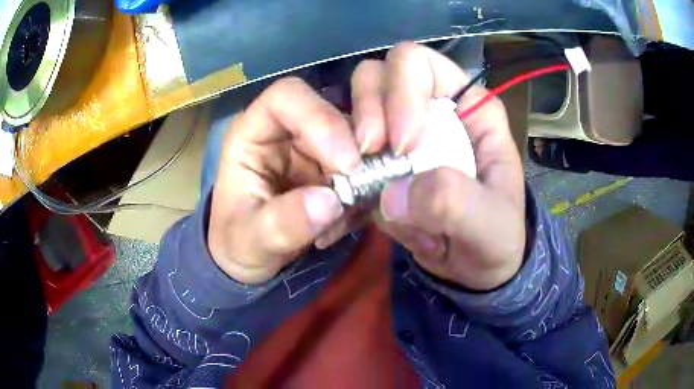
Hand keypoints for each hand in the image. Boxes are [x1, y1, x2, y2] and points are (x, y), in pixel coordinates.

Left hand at [207, 78, 361, 283]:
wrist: (249, 259)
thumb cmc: (237, 242)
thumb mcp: (251, 240)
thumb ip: (283, 223)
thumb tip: (330, 201)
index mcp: (253, 134)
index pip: (288, 96)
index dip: (321, 118)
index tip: (347, 163)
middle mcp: (287, 132)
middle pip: (333, 112)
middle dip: (357, 147)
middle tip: (369, 185)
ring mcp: (313, 149)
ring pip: (356, 138)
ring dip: (365, 175)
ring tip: (350, 216)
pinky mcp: (332, 170)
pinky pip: (364, 168)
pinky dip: (365, 194)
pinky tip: (346, 223)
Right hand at [353, 43, 525, 290]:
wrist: (473, 269)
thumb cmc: (494, 239)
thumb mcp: (489, 223)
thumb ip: (453, 201)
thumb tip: (392, 193)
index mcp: (469, 107)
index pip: (421, 64)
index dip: (403, 91)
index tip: (402, 144)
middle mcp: (431, 110)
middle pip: (378, 75)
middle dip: (368, 112)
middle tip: (369, 156)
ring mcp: (401, 136)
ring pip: (355, 110)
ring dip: (353, 148)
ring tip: (373, 193)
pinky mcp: (382, 164)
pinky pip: (347, 152)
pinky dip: (345, 177)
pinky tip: (365, 210)